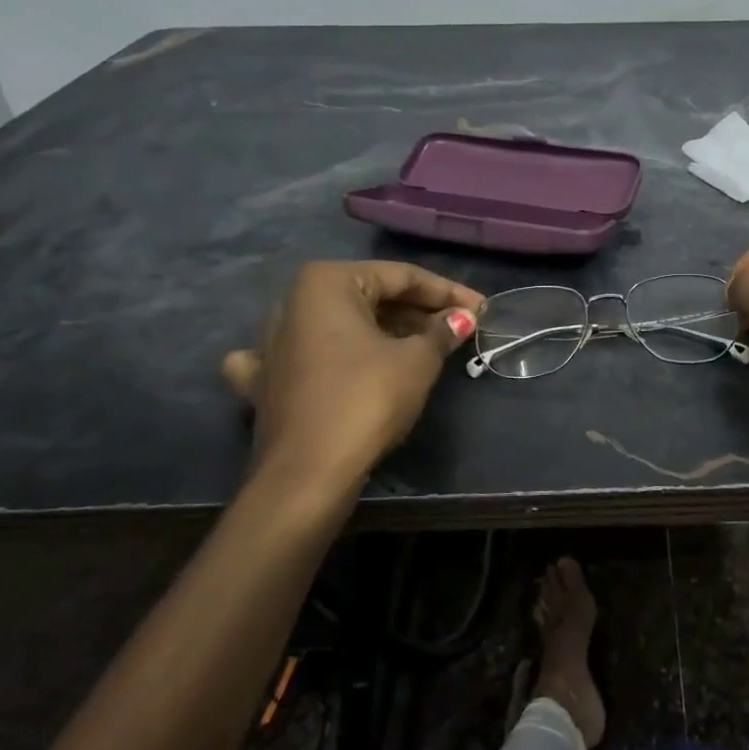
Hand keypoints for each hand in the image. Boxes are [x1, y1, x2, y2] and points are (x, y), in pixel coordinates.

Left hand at [221, 261, 484, 492]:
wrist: (307, 473)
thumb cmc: (366, 399)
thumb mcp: (416, 361)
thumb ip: (441, 331)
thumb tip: (462, 317)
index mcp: (327, 283)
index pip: (401, 276)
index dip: (447, 292)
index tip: (481, 308)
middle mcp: (293, 302)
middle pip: (370, 297)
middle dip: (417, 311)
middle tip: (460, 327)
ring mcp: (274, 342)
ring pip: (341, 325)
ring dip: (384, 331)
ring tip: (426, 345)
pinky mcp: (267, 379)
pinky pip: (307, 356)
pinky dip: (329, 356)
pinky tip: (334, 363)